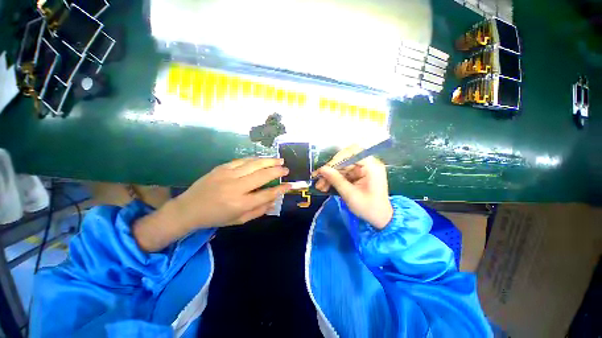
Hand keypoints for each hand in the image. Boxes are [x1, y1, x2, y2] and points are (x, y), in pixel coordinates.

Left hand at [176, 158, 291, 227]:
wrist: (189, 208)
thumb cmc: (216, 217)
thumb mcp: (239, 220)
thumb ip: (259, 210)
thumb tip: (274, 200)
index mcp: (240, 204)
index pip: (267, 194)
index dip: (280, 189)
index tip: (289, 185)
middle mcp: (236, 188)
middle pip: (263, 175)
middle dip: (278, 171)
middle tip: (286, 169)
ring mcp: (228, 175)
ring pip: (254, 164)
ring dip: (269, 161)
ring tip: (280, 160)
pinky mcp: (222, 168)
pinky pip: (243, 160)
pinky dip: (255, 159)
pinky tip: (262, 159)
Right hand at [314, 145, 392, 228]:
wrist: (380, 219)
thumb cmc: (369, 208)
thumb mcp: (350, 194)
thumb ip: (336, 180)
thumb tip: (322, 169)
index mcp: (371, 166)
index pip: (353, 152)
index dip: (337, 158)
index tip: (326, 168)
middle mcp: (367, 164)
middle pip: (345, 160)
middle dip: (330, 170)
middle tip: (318, 178)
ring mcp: (362, 170)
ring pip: (341, 168)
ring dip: (330, 176)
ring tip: (320, 186)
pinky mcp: (358, 175)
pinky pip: (343, 174)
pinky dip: (334, 180)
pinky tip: (325, 186)